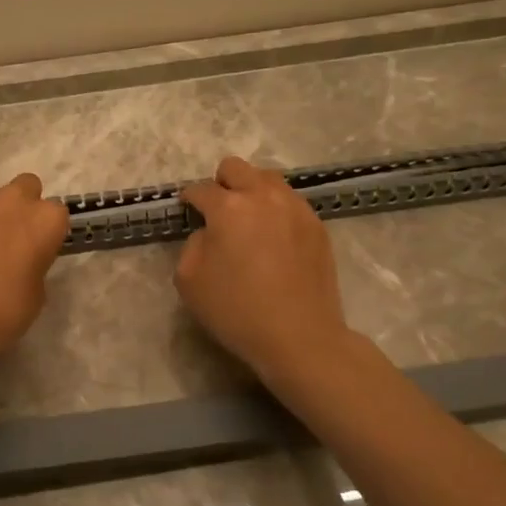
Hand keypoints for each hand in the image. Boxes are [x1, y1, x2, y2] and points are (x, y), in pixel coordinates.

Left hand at [0, 173, 69, 374]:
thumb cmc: (2, 310)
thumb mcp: (36, 294)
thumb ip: (36, 265)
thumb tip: (23, 261)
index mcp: (45, 220)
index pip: (58, 214)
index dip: (50, 233)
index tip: (42, 253)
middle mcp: (14, 201)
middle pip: (28, 187)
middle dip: (26, 206)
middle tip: (17, 238)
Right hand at [177, 156, 353, 391]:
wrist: (300, 337)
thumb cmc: (237, 311)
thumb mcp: (189, 280)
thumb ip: (193, 244)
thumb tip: (209, 233)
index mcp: (228, 208)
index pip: (201, 189)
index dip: (189, 199)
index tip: (188, 209)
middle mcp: (263, 197)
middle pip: (236, 168)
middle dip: (221, 183)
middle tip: (218, 211)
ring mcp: (295, 208)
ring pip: (268, 178)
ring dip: (251, 191)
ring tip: (249, 220)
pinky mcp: (317, 225)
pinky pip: (290, 202)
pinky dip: (276, 210)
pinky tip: (273, 238)